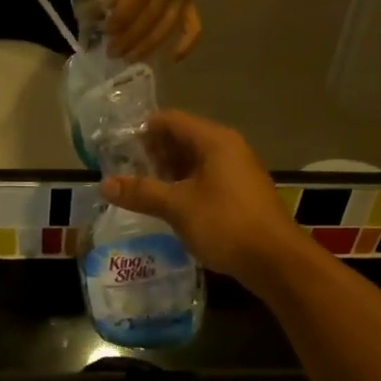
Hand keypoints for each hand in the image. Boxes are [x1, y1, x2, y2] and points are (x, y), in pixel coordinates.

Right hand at [100, 111, 302, 282]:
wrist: (276, 260)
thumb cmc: (225, 223)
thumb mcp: (177, 207)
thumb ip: (141, 192)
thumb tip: (104, 184)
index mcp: (214, 140)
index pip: (171, 120)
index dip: (142, 131)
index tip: (117, 148)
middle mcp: (228, 147)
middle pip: (182, 138)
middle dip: (153, 153)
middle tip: (125, 172)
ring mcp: (237, 170)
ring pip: (194, 160)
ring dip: (168, 172)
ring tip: (142, 190)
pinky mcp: (241, 193)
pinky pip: (206, 178)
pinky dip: (185, 185)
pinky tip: (169, 205)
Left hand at [109, 0, 200, 60]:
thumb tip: (104, 10)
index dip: (122, 17)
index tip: (106, 31)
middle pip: (152, 16)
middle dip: (130, 37)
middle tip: (112, 52)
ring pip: (167, 26)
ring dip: (147, 45)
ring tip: (128, 57)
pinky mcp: (191, 2)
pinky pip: (193, 26)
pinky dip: (186, 44)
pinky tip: (173, 58)